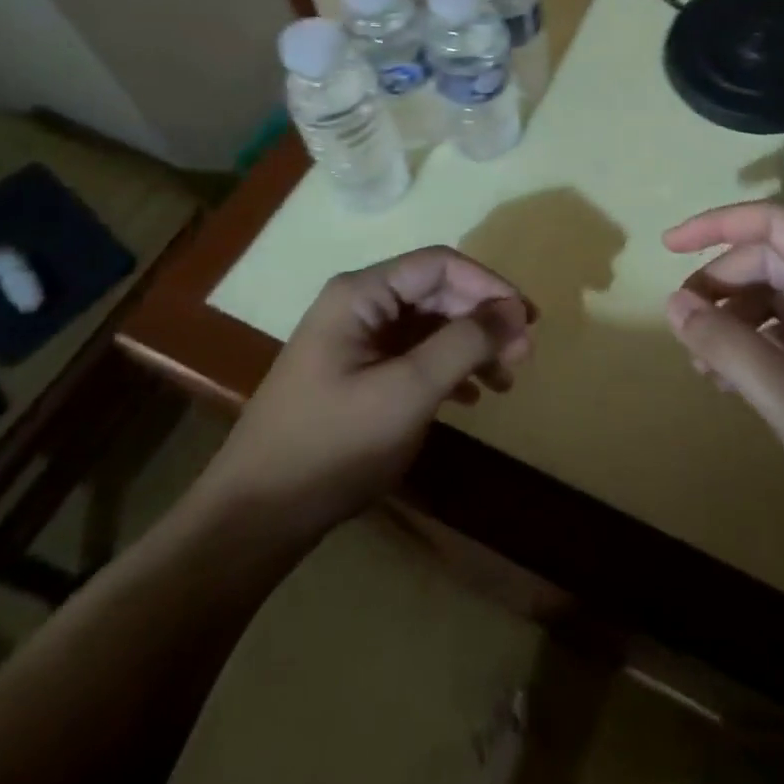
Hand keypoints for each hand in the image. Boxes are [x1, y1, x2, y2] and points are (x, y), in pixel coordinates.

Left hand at [190, 247, 533, 543]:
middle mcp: (359, 305)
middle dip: (483, 319)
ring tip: (506, 381)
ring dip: (471, 346)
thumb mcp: (408, 392)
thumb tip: (515, 310)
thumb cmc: (333, 445)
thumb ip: (464, 343)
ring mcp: (357, 340)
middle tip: (523, 356)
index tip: (528, 320)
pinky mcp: (359, 372)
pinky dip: (449, 369)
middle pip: (438, 292)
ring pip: (430, 325)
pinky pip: (415, 354)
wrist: (255, 518)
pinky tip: (472, 397)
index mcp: (362, 294)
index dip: (489, 285)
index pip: (441, 264)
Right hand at [663, 201, 783, 537]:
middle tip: (681, 324)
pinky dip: (752, 346)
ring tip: (700, 362)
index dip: (716, 225)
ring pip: (775, 297)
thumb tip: (674, 303)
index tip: (668, 246)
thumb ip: (727, 345)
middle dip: (720, 284)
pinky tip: (727, 381)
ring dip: (732, 319)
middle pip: (770, 260)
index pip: (774, 223)